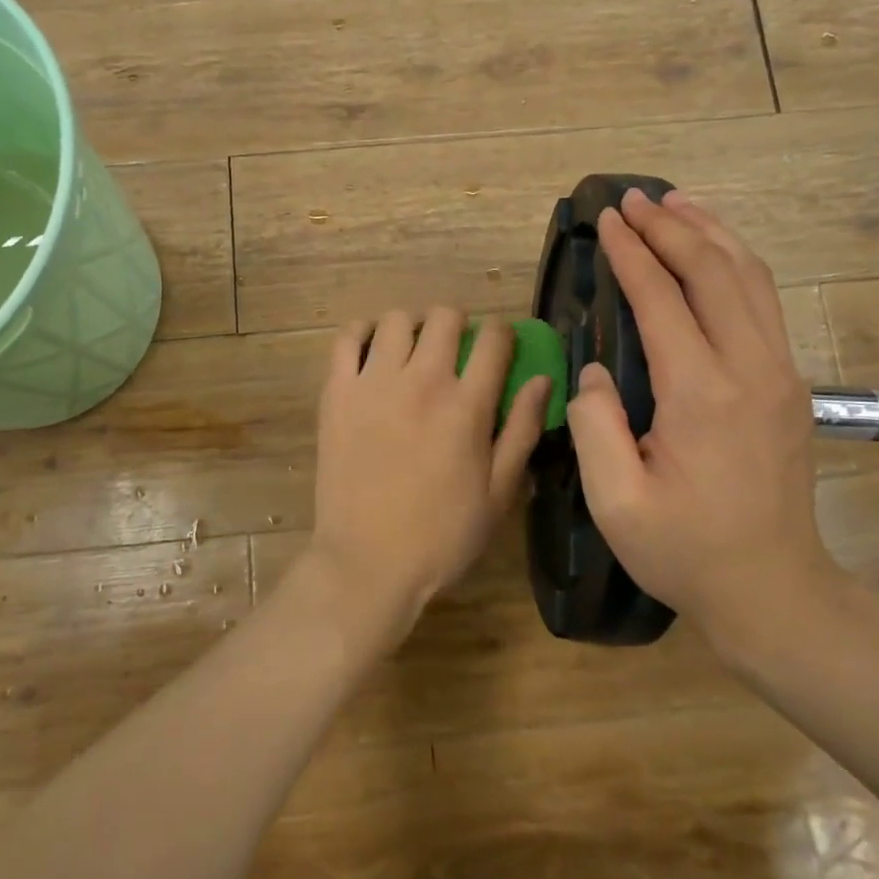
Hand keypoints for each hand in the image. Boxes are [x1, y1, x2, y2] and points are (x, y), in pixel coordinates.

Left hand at [308, 309, 550, 653]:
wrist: (367, 562)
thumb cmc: (441, 536)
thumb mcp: (499, 493)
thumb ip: (522, 430)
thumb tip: (542, 379)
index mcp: (467, 405)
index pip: (494, 338)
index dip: (503, 333)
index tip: (500, 347)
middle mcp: (421, 381)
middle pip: (444, 317)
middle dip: (458, 325)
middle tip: (455, 351)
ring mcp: (374, 383)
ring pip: (396, 319)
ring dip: (412, 327)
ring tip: (413, 351)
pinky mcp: (337, 393)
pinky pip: (346, 339)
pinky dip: (362, 333)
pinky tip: (372, 350)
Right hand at [566, 190, 840, 663]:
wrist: (774, 589)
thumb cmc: (685, 550)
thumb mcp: (615, 501)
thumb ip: (594, 425)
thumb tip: (594, 369)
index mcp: (702, 394)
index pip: (662, 298)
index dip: (631, 253)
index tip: (606, 219)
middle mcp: (750, 369)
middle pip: (713, 271)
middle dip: (670, 226)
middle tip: (632, 198)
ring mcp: (780, 373)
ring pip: (750, 277)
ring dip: (711, 232)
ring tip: (676, 203)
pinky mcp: (790, 384)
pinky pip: (763, 302)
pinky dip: (736, 263)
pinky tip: (714, 252)